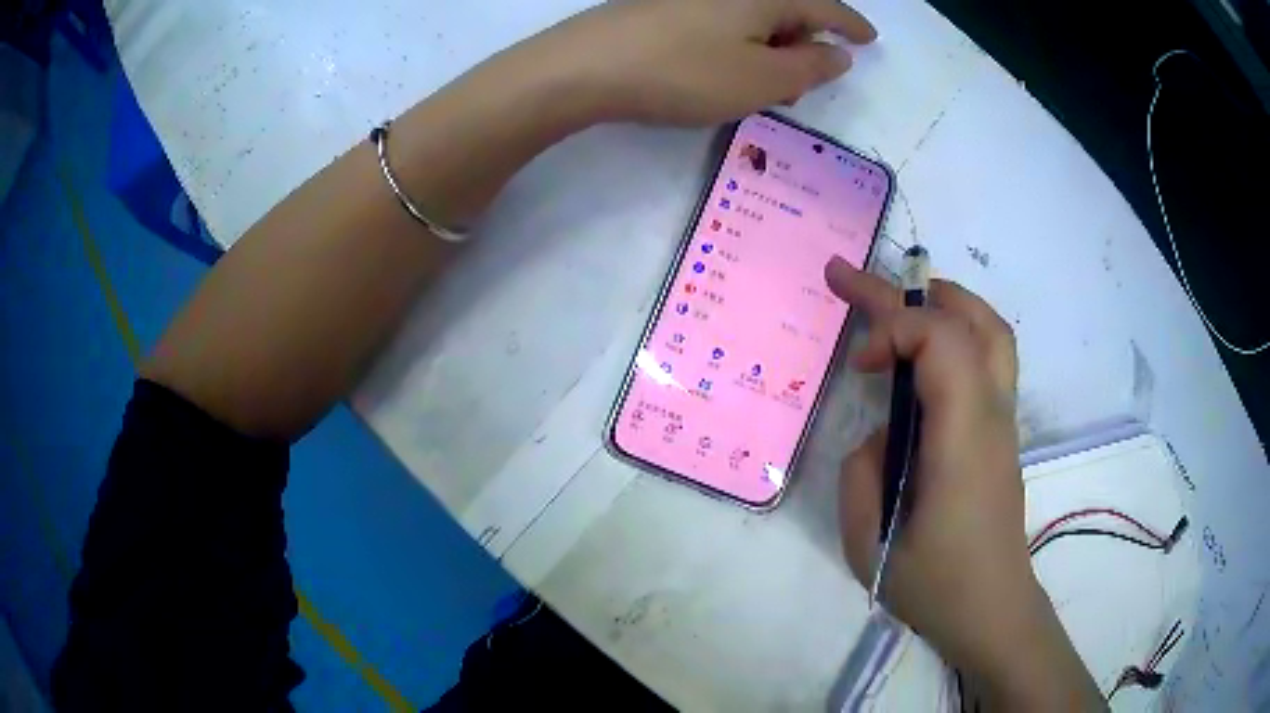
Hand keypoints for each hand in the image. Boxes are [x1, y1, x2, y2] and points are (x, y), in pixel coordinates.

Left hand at [508, 0, 876, 125]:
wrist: (584, 66)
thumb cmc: (684, 72)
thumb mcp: (762, 80)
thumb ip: (809, 67)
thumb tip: (838, 54)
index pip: (824, 6)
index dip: (851, 25)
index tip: (869, 39)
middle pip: (787, 8)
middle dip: (804, 42)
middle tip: (804, 82)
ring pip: (752, 16)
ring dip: (769, 46)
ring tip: (764, 84)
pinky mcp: (662, 6)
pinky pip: (720, 19)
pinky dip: (736, 41)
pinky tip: (723, 66)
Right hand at [826, 257, 1100, 708]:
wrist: (992, 610)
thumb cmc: (935, 585)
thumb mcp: (870, 542)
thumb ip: (861, 470)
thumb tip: (881, 431)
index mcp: (964, 437)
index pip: (943, 340)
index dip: (894, 328)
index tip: (860, 364)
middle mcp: (992, 414)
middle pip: (972, 320)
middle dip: (909, 293)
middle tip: (854, 284)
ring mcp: (1004, 420)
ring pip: (991, 331)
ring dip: (943, 304)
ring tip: (898, 305)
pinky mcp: (1001, 431)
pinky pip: (989, 357)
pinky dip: (955, 333)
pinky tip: (923, 356)